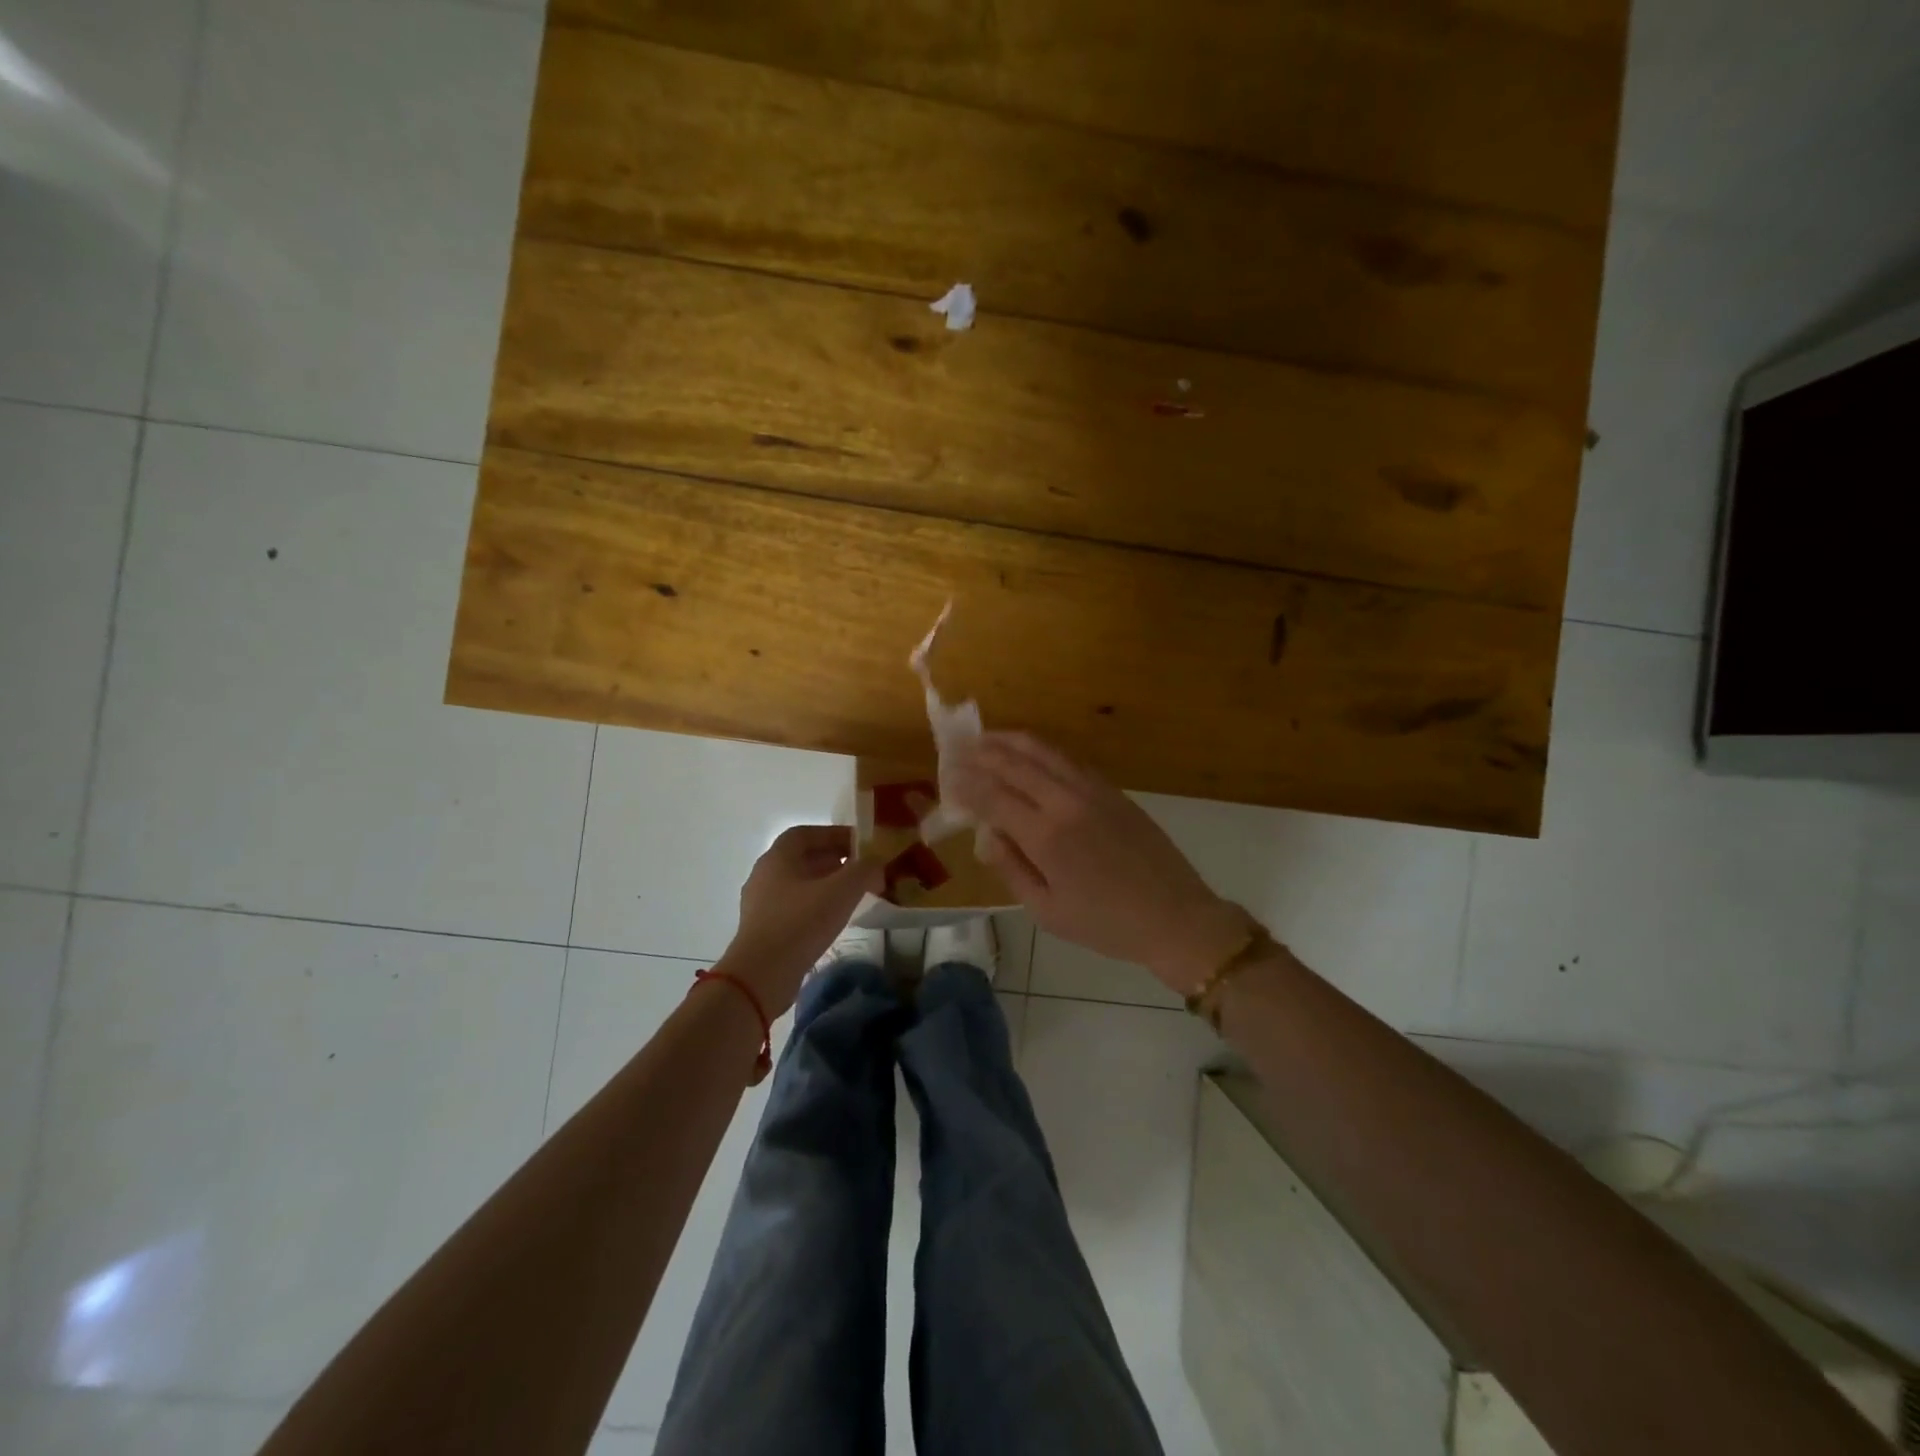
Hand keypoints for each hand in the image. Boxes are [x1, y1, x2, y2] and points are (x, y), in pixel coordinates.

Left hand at [716, 825, 880, 1016]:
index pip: (807, 833)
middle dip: (834, 859)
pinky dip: (815, 905)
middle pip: (803, 857)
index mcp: (778, 857)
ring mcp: (761, 903)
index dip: (835, 834)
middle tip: (862, 869)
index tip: (861, 844)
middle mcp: (765, 874)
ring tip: (852, 895)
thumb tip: (877, 863)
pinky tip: (833, 920)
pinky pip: (794, 906)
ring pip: (799, 883)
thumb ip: (864, 870)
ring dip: (826, 884)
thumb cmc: (800, 923)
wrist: (761, 976)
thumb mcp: (842, 891)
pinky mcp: (764, 929)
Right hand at [946, 733, 1252, 993]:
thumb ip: (1011, 869)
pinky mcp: (1112, 790)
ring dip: (1011, 742)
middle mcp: (1065, 802)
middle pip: (1015, 764)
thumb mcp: (1046, 911)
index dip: (966, 785)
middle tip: (960, 749)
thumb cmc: (1105, 924)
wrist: (1175, 917)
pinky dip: (1042, 751)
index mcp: (1045, 836)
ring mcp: (1092, 790)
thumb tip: (986, 836)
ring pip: (1043, 753)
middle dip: (982, 754)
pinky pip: (1069, 760)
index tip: (947, 779)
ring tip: (987, 738)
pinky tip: (1031, 754)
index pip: (992, 797)